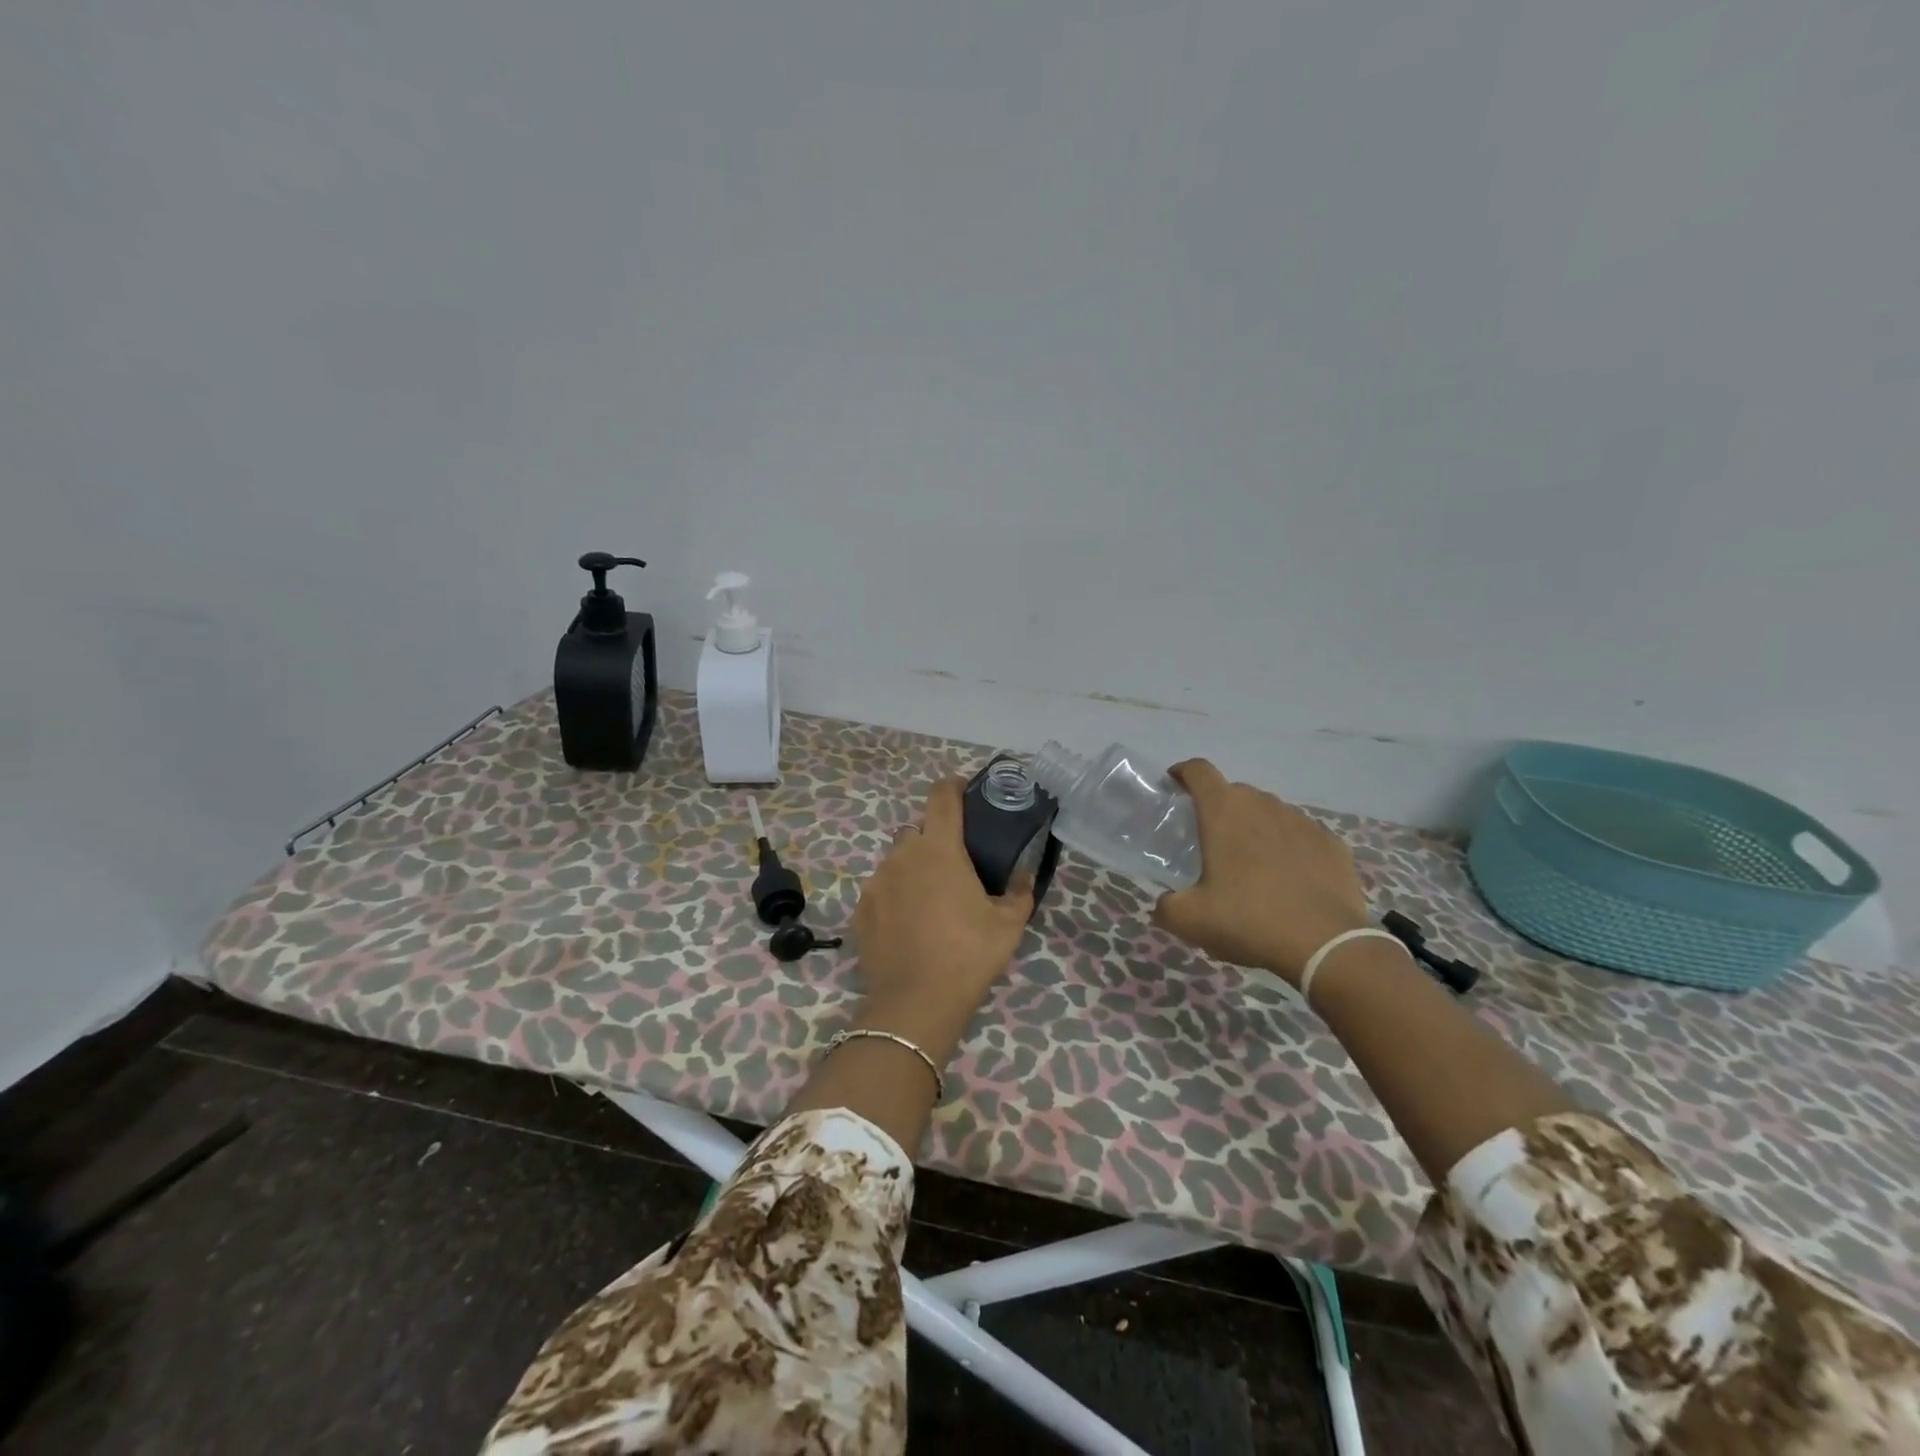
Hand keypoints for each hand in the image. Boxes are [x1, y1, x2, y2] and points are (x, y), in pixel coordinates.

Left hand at [852, 778, 1033, 1043]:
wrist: (915, 1004)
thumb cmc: (968, 955)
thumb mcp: (1009, 924)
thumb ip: (1020, 890)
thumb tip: (1025, 873)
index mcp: (939, 849)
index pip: (941, 796)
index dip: (953, 786)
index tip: (964, 791)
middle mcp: (902, 855)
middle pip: (918, 829)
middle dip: (935, 838)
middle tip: (956, 865)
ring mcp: (876, 881)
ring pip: (897, 860)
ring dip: (914, 868)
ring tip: (931, 900)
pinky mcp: (860, 909)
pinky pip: (881, 889)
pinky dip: (895, 896)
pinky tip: (909, 924)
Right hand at [1152, 759, 1370, 985]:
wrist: (1325, 946)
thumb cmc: (1247, 920)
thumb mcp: (1188, 920)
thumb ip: (1166, 905)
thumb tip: (1165, 903)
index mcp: (1224, 811)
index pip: (1198, 770)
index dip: (1183, 773)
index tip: (1174, 786)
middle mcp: (1263, 805)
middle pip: (1234, 792)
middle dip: (1219, 809)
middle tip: (1210, 841)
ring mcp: (1302, 822)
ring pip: (1270, 813)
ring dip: (1255, 828)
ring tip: (1252, 864)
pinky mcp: (1332, 844)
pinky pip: (1301, 836)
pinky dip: (1289, 848)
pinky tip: (1289, 879)